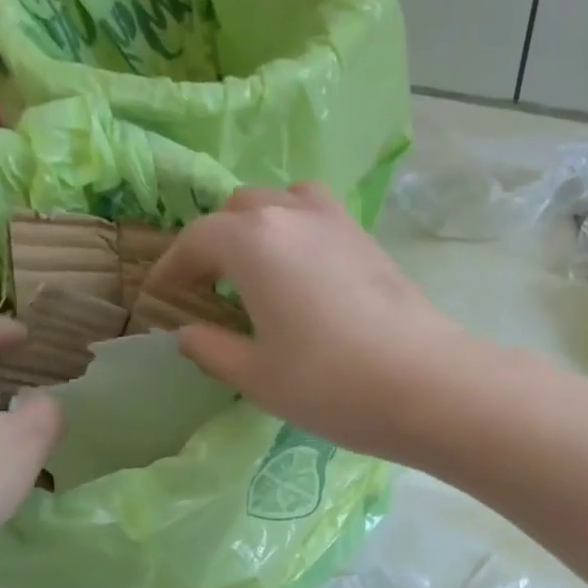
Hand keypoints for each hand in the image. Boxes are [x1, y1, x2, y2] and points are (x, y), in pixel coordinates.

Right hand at [148, 184, 480, 457]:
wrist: (426, 384)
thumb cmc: (330, 383)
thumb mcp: (257, 377)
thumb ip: (212, 350)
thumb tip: (188, 334)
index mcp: (251, 240)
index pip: (195, 241)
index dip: (172, 271)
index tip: (161, 300)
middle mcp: (292, 213)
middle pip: (238, 210)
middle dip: (214, 244)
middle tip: (210, 291)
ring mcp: (337, 222)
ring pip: (282, 203)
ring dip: (259, 229)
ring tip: (257, 274)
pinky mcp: (370, 240)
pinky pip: (318, 219)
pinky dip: (296, 235)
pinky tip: (303, 279)